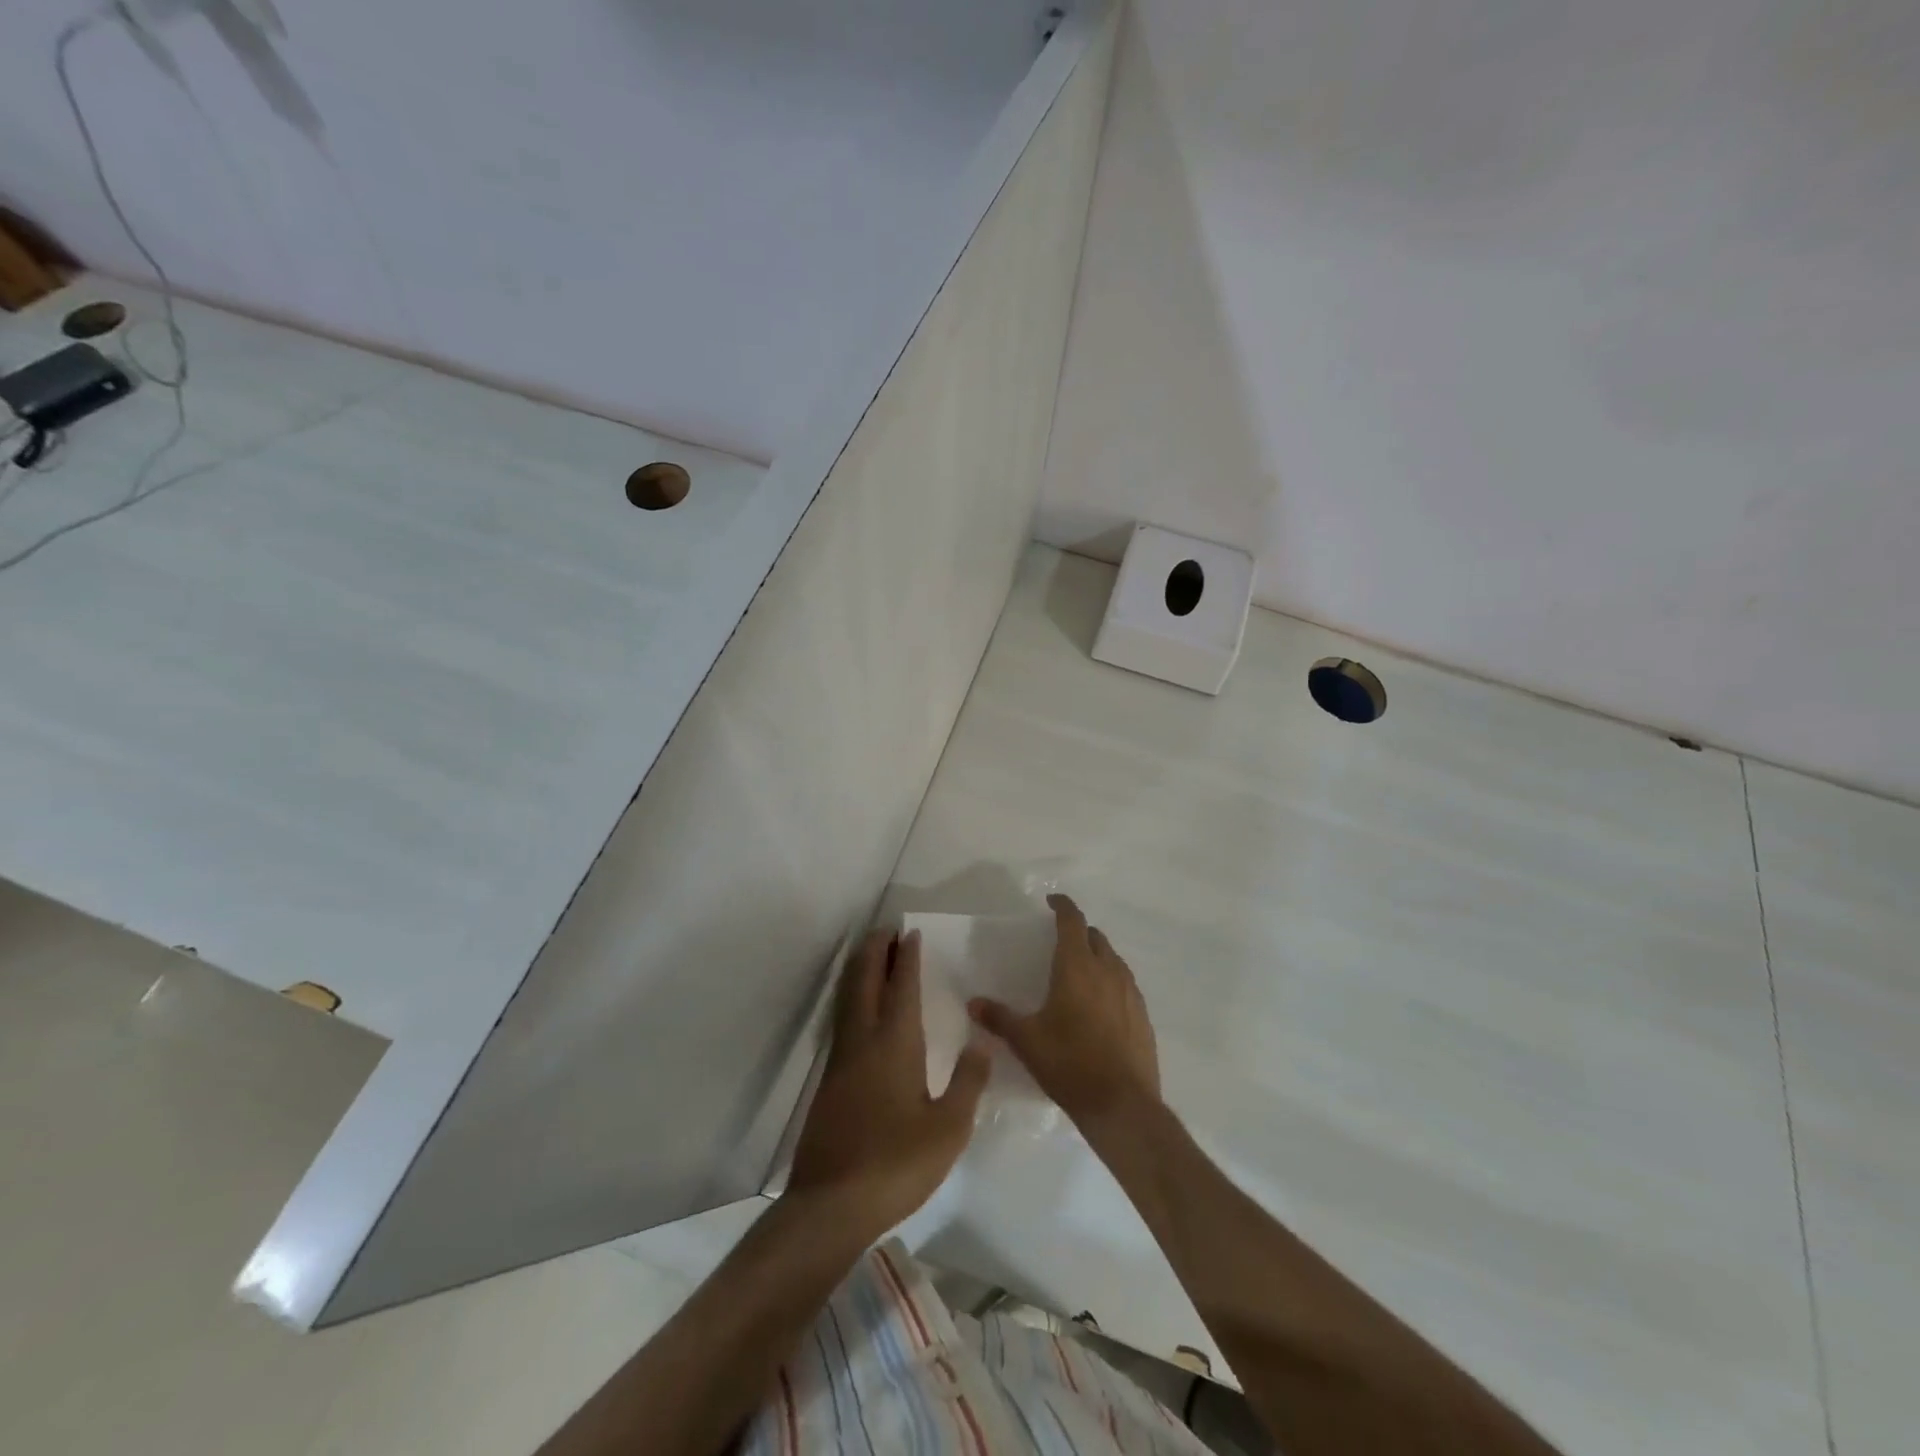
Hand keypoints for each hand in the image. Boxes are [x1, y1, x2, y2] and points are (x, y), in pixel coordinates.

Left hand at [788, 929, 989, 1238]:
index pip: (901, 987)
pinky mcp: (829, 1079)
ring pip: (847, 997)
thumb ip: (968, 1082)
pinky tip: (861, 1008)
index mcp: (894, 1044)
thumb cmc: (896, 1163)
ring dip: (860, 969)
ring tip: (873, 954)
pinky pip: (842, 1018)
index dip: (906, 958)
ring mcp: (841, 1059)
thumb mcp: (949, 1129)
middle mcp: (863, 1040)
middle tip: (887, 930)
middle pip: (864, 980)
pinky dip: (852, 995)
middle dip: (875, 951)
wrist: (830, 1204)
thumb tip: (982, 1042)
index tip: (910, 933)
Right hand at [969, 893, 1160, 1127]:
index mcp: (1077, 966)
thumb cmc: (1069, 1063)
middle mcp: (1107, 970)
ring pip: (1113, 960)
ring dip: (1097, 956)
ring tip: (1079, 972)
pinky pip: (1125, 985)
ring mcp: (1130, 992)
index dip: (1063, 906)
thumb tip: (973, 1003)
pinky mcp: (1143, 1015)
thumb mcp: (1026, 1041)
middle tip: (1060, 941)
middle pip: (1095, 937)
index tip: (1052, 901)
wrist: (1122, 1105)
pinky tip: (1100, 1006)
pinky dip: (1111, 982)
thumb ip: (999, 1018)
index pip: (1072, 921)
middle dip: (1079, 932)